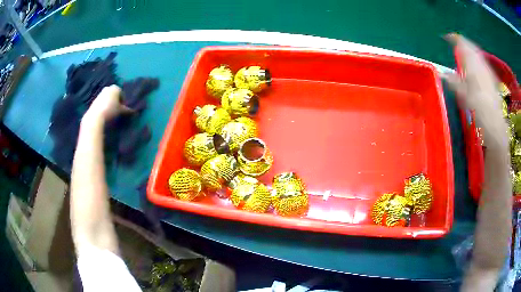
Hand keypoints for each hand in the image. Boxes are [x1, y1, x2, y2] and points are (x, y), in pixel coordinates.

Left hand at [85, 85, 132, 121]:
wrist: (96, 116)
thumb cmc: (111, 110)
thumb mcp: (121, 111)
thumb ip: (127, 110)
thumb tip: (135, 111)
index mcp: (115, 88)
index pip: (121, 93)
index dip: (123, 101)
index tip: (122, 109)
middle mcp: (107, 88)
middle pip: (113, 95)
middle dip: (115, 101)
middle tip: (116, 110)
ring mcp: (100, 94)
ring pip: (107, 99)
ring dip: (109, 104)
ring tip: (110, 113)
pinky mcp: (94, 100)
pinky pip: (101, 103)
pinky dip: (103, 107)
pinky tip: (104, 114)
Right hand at [443, 34, 507, 149]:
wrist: (494, 124)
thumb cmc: (477, 108)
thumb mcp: (462, 95)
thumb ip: (453, 81)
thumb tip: (442, 73)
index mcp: (471, 63)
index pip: (461, 43)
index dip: (453, 39)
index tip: (446, 38)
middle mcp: (480, 63)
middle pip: (471, 46)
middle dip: (463, 43)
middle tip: (456, 44)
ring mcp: (487, 70)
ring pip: (478, 54)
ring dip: (471, 51)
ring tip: (465, 54)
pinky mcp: (492, 79)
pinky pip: (483, 63)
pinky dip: (478, 60)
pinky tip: (476, 67)